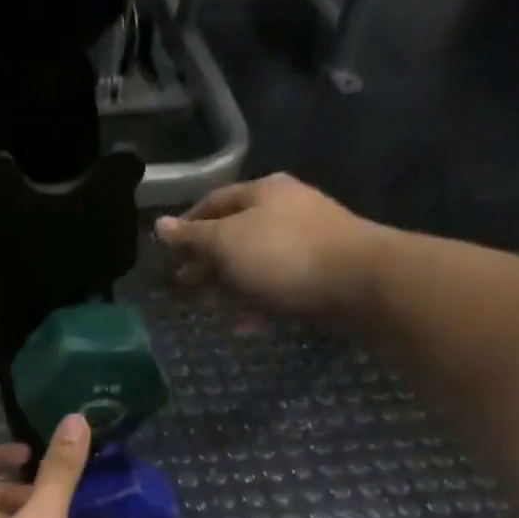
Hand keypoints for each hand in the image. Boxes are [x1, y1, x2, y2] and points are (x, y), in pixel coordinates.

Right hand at [154, 174, 387, 318]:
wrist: (359, 281)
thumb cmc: (283, 254)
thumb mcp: (226, 243)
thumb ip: (192, 238)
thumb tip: (159, 226)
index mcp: (262, 192)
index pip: (212, 202)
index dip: (186, 226)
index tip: (166, 252)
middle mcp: (284, 209)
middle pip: (233, 234)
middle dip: (205, 261)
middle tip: (181, 287)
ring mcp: (304, 241)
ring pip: (254, 263)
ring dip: (228, 286)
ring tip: (208, 308)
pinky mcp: (318, 273)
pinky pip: (277, 287)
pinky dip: (257, 303)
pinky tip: (244, 325)